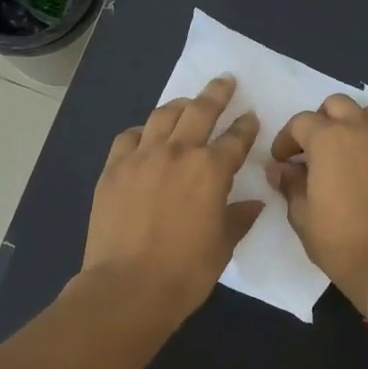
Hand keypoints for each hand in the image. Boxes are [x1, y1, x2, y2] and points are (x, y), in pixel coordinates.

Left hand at [80, 74, 263, 324]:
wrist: (127, 287)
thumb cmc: (185, 272)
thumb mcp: (222, 246)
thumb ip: (239, 218)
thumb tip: (254, 203)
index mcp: (211, 170)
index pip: (236, 138)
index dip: (246, 126)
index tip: (250, 117)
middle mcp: (177, 153)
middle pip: (200, 111)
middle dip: (216, 94)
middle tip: (225, 82)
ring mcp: (141, 157)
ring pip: (163, 116)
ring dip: (179, 105)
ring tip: (187, 102)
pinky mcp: (113, 169)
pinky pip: (129, 137)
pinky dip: (142, 131)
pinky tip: (146, 135)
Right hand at [268, 95, 367, 312]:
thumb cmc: (339, 242)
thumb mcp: (302, 217)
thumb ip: (290, 184)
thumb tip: (281, 169)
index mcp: (328, 141)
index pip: (300, 122)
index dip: (287, 140)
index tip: (284, 161)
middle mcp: (362, 130)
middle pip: (338, 104)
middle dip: (323, 121)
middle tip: (318, 149)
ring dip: (361, 124)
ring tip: (357, 148)